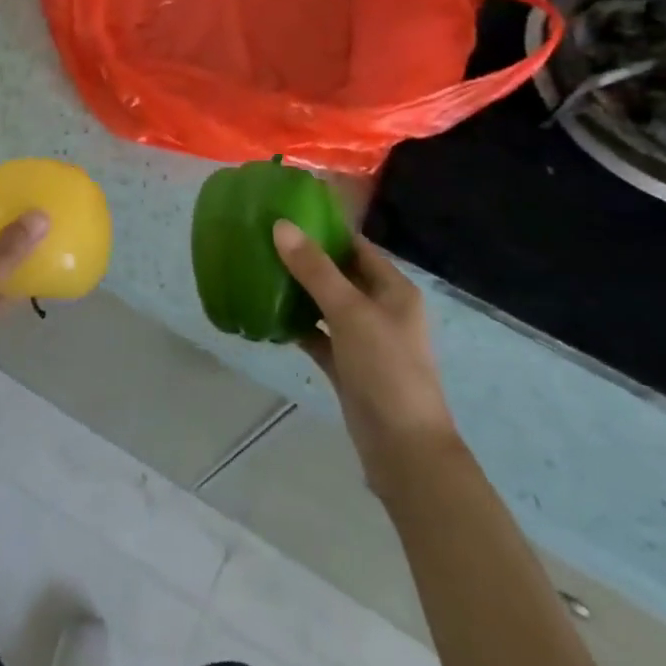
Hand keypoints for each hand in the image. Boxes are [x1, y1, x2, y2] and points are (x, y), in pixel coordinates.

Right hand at [273, 221, 458, 494]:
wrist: (404, 450)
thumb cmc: (386, 369)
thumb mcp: (350, 312)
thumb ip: (315, 270)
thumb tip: (281, 225)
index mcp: (393, 289)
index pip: (357, 247)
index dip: (326, 230)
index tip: (287, 215)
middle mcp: (381, 309)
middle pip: (340, 274)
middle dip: (306, 259)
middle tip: (264, 240)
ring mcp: (364, 340)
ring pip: (327, 306)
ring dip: (299, 292)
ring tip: (260, 270)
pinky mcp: (347, 367)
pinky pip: (318, 336)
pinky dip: (297, 326)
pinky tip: (268, 315)